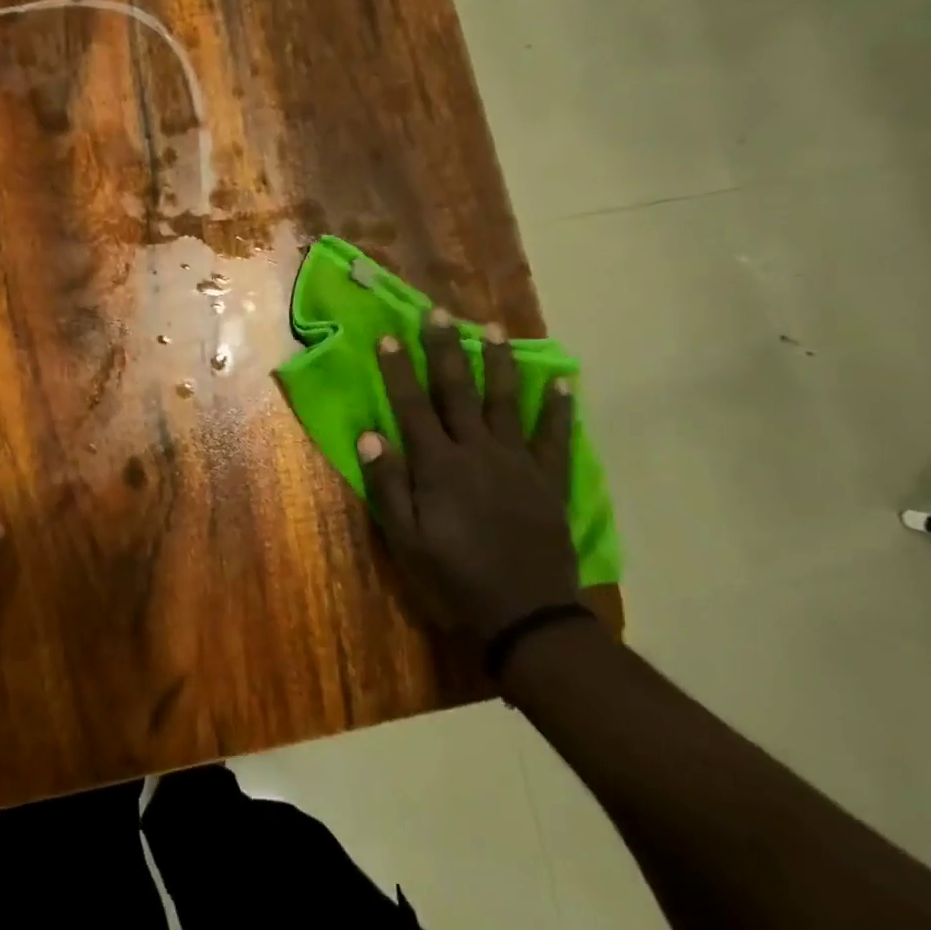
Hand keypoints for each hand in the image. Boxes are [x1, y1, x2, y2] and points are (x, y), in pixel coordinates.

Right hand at [358, 312, 578, 645]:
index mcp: (439, 465)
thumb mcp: (406, 540)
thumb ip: (388, 485)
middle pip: (458, 391)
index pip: (413, 406)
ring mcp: (517, 462)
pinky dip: (559, 408)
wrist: (525, 616)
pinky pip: (555, 436)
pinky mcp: (549, 479)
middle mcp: (478, 451)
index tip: (389, 336)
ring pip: (506, 401)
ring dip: (498, 363)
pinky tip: (561, 381)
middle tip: (439, 313)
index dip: (399, 370)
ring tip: (493, 330)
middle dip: (446, 349)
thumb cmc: (454, 578)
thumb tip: (369, 434)